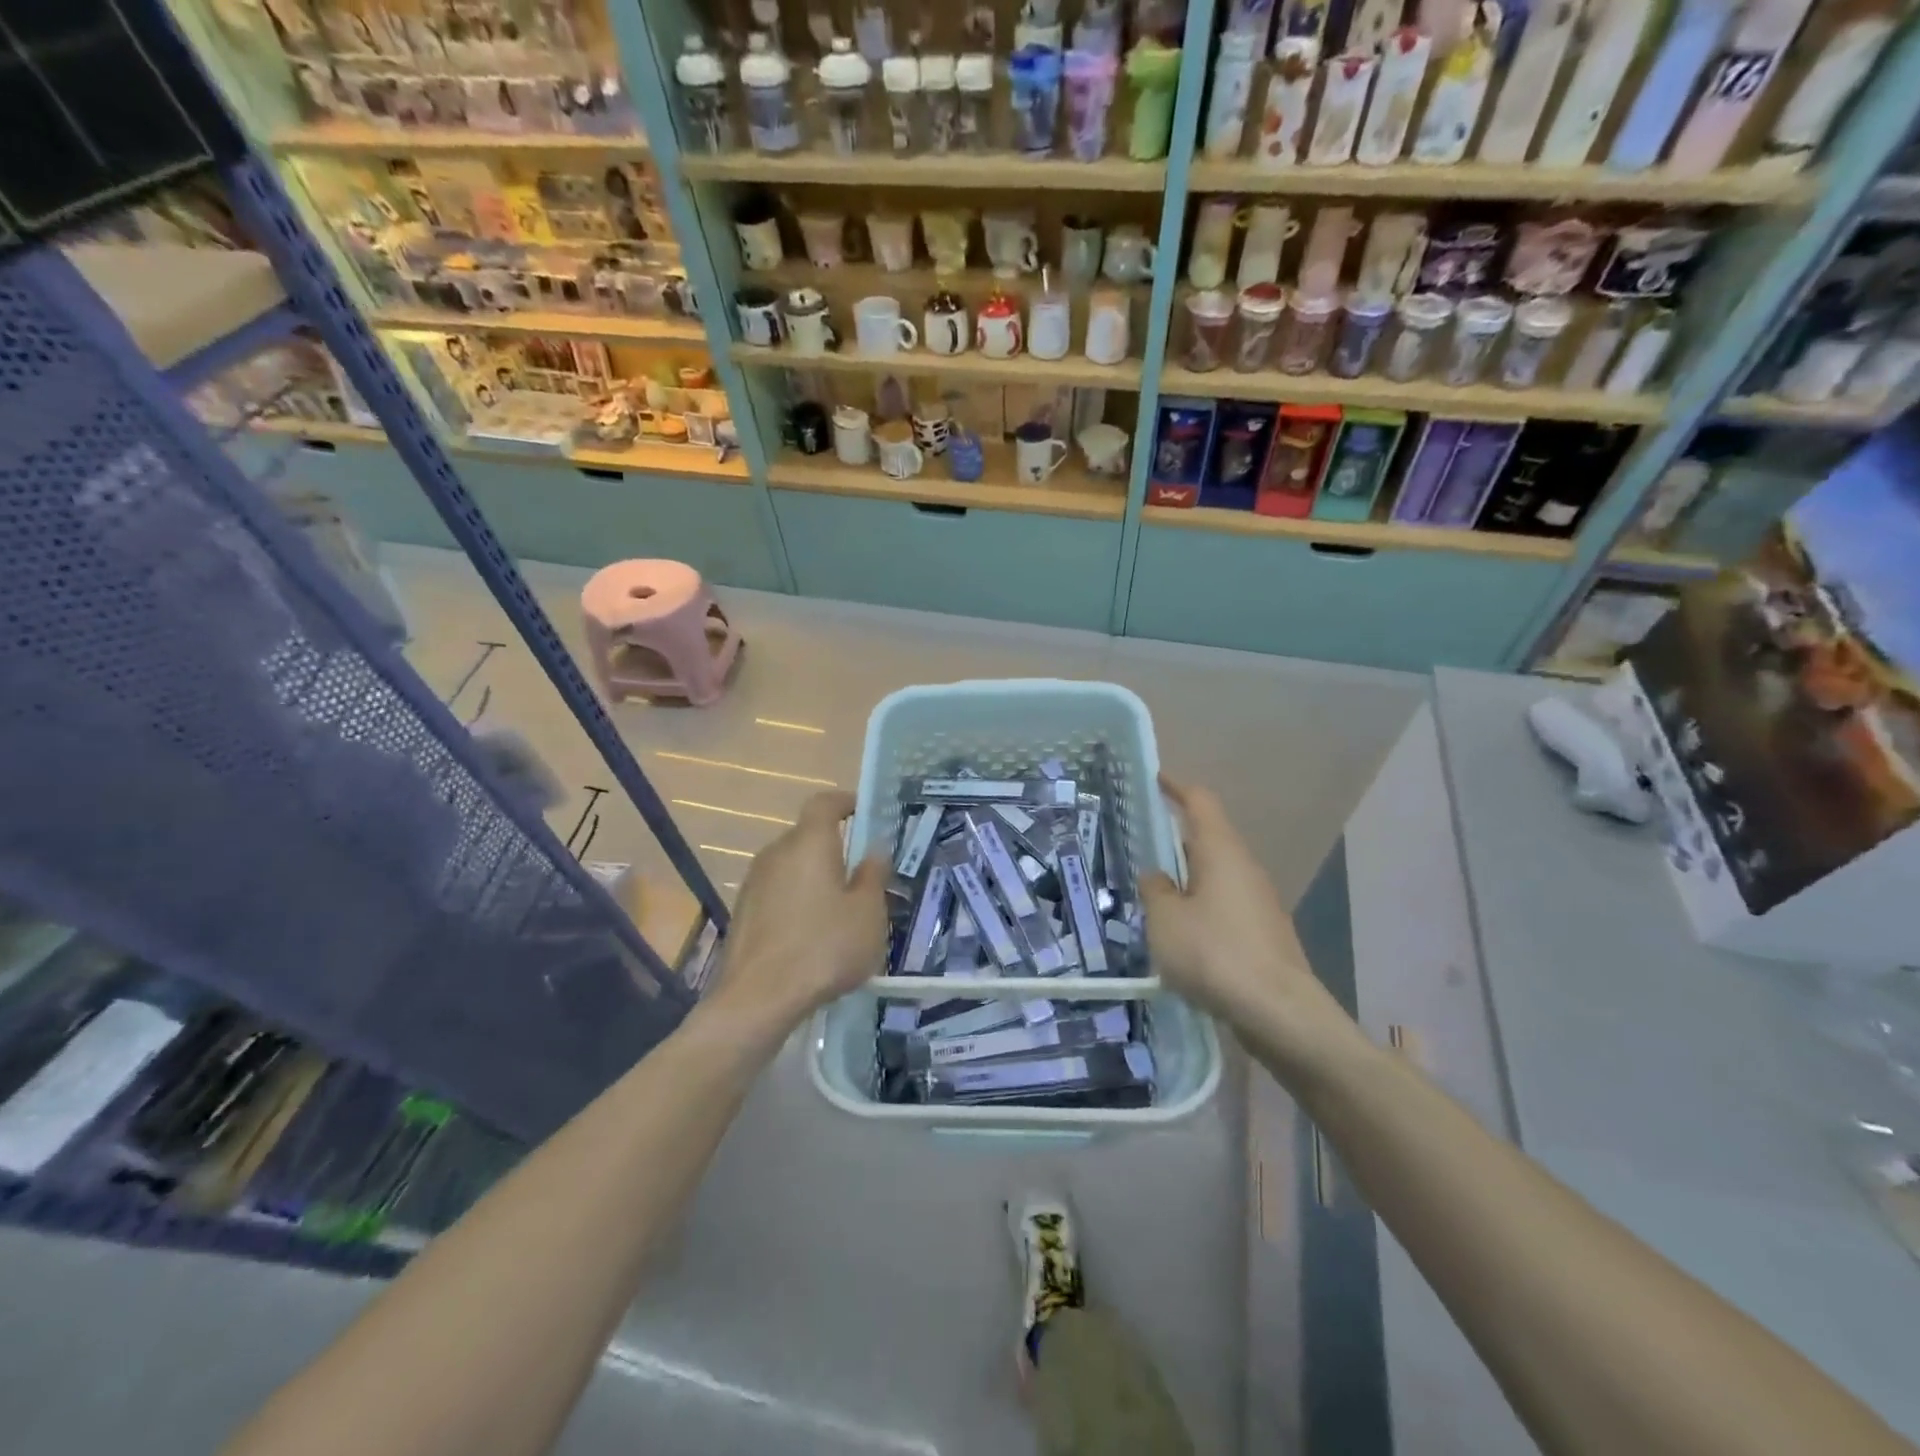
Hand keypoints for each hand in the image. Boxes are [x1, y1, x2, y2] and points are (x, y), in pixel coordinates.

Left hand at [705, 790, 887, 1037]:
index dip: (844, 802)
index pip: (824, 803)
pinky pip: (777, 892)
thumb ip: (873, 877)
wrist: (758, 999)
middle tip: (860, 873)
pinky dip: (796, 900)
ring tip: (838, 908)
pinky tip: (811, 934)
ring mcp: (754, 882)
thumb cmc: (824, 948)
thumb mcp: (867, 914)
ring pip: (791, 866)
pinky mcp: (743, 912)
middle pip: (807, 836)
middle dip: (833, 847)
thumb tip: (873, 852)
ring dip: (814, 876)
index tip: (862, 812)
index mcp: (809, 843)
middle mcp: (776, 853)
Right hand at [1142, 776, 1355, 1070]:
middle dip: (1176, 838)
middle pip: (1209, 838)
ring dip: (1187, 877)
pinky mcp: (1263, 933)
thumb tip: (1158, 878)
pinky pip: (1224, 904)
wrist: (1280, 1013)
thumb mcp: (1165, 920)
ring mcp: (1259, 901)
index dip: (1177, 787)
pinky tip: (1181, 932)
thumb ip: (1155, 891)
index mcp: (1221, 852)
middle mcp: (1244, 868)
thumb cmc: (1215, 954)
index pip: (1200, 802)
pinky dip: (1201, 906)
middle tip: (1142, 844)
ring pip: (1216, 875)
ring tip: (1154, 893)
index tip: (1156, 779)